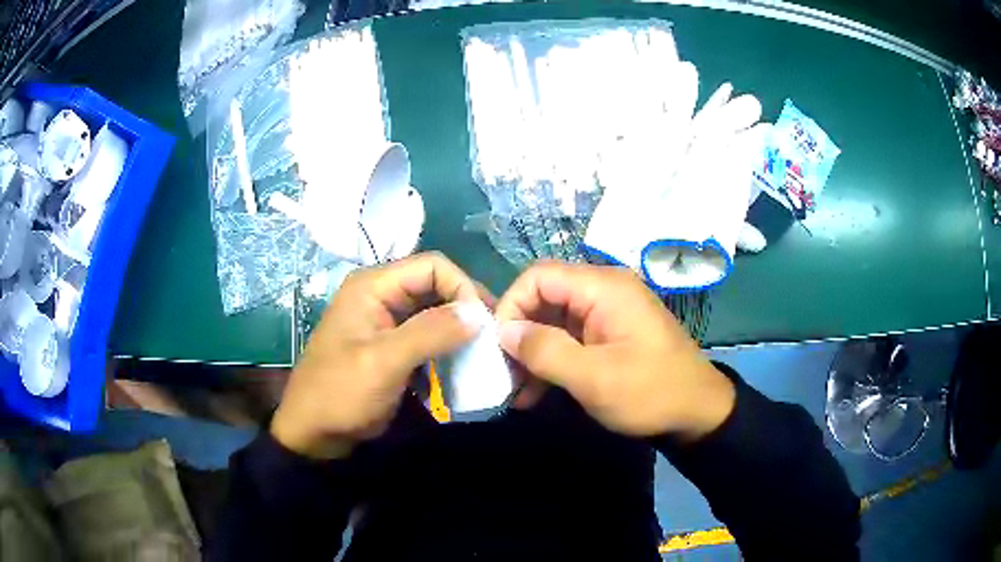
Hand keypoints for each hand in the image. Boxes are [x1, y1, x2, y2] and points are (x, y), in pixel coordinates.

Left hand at [271, 253, 483, 458]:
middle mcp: (381, 295)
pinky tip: (460, 370)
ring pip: (435, 313)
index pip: (432, 266)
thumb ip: (430, 333)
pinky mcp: (392, 345)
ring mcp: (386, 321)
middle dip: (465, 311)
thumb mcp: (383, 363)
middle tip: (491, 341)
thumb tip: (478, 312)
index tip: (483, 324)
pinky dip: (446, 350)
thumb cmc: (340, 393)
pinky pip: (427, 337)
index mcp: (373, 286)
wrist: (314, 432)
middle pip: (436, 287)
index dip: (462, 288)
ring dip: (459, 333)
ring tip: (481, 356)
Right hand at [495, 261, 734, 440]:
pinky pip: (571, 338)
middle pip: (545, 298)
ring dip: (533, 354)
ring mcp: (608, 313)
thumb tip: (503, 331)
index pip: (539, 276)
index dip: (512, 305)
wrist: (698, 412)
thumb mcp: (594, 377)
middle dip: (519, 335)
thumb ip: (545, 350)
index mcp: (604, 288)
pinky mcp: (610, 334)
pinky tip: (536, 392)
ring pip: (554, 321)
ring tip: (517, 392)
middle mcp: (605, 291)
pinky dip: (552, 361)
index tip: (498, 347)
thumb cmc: (650, 392)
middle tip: (503, 375)